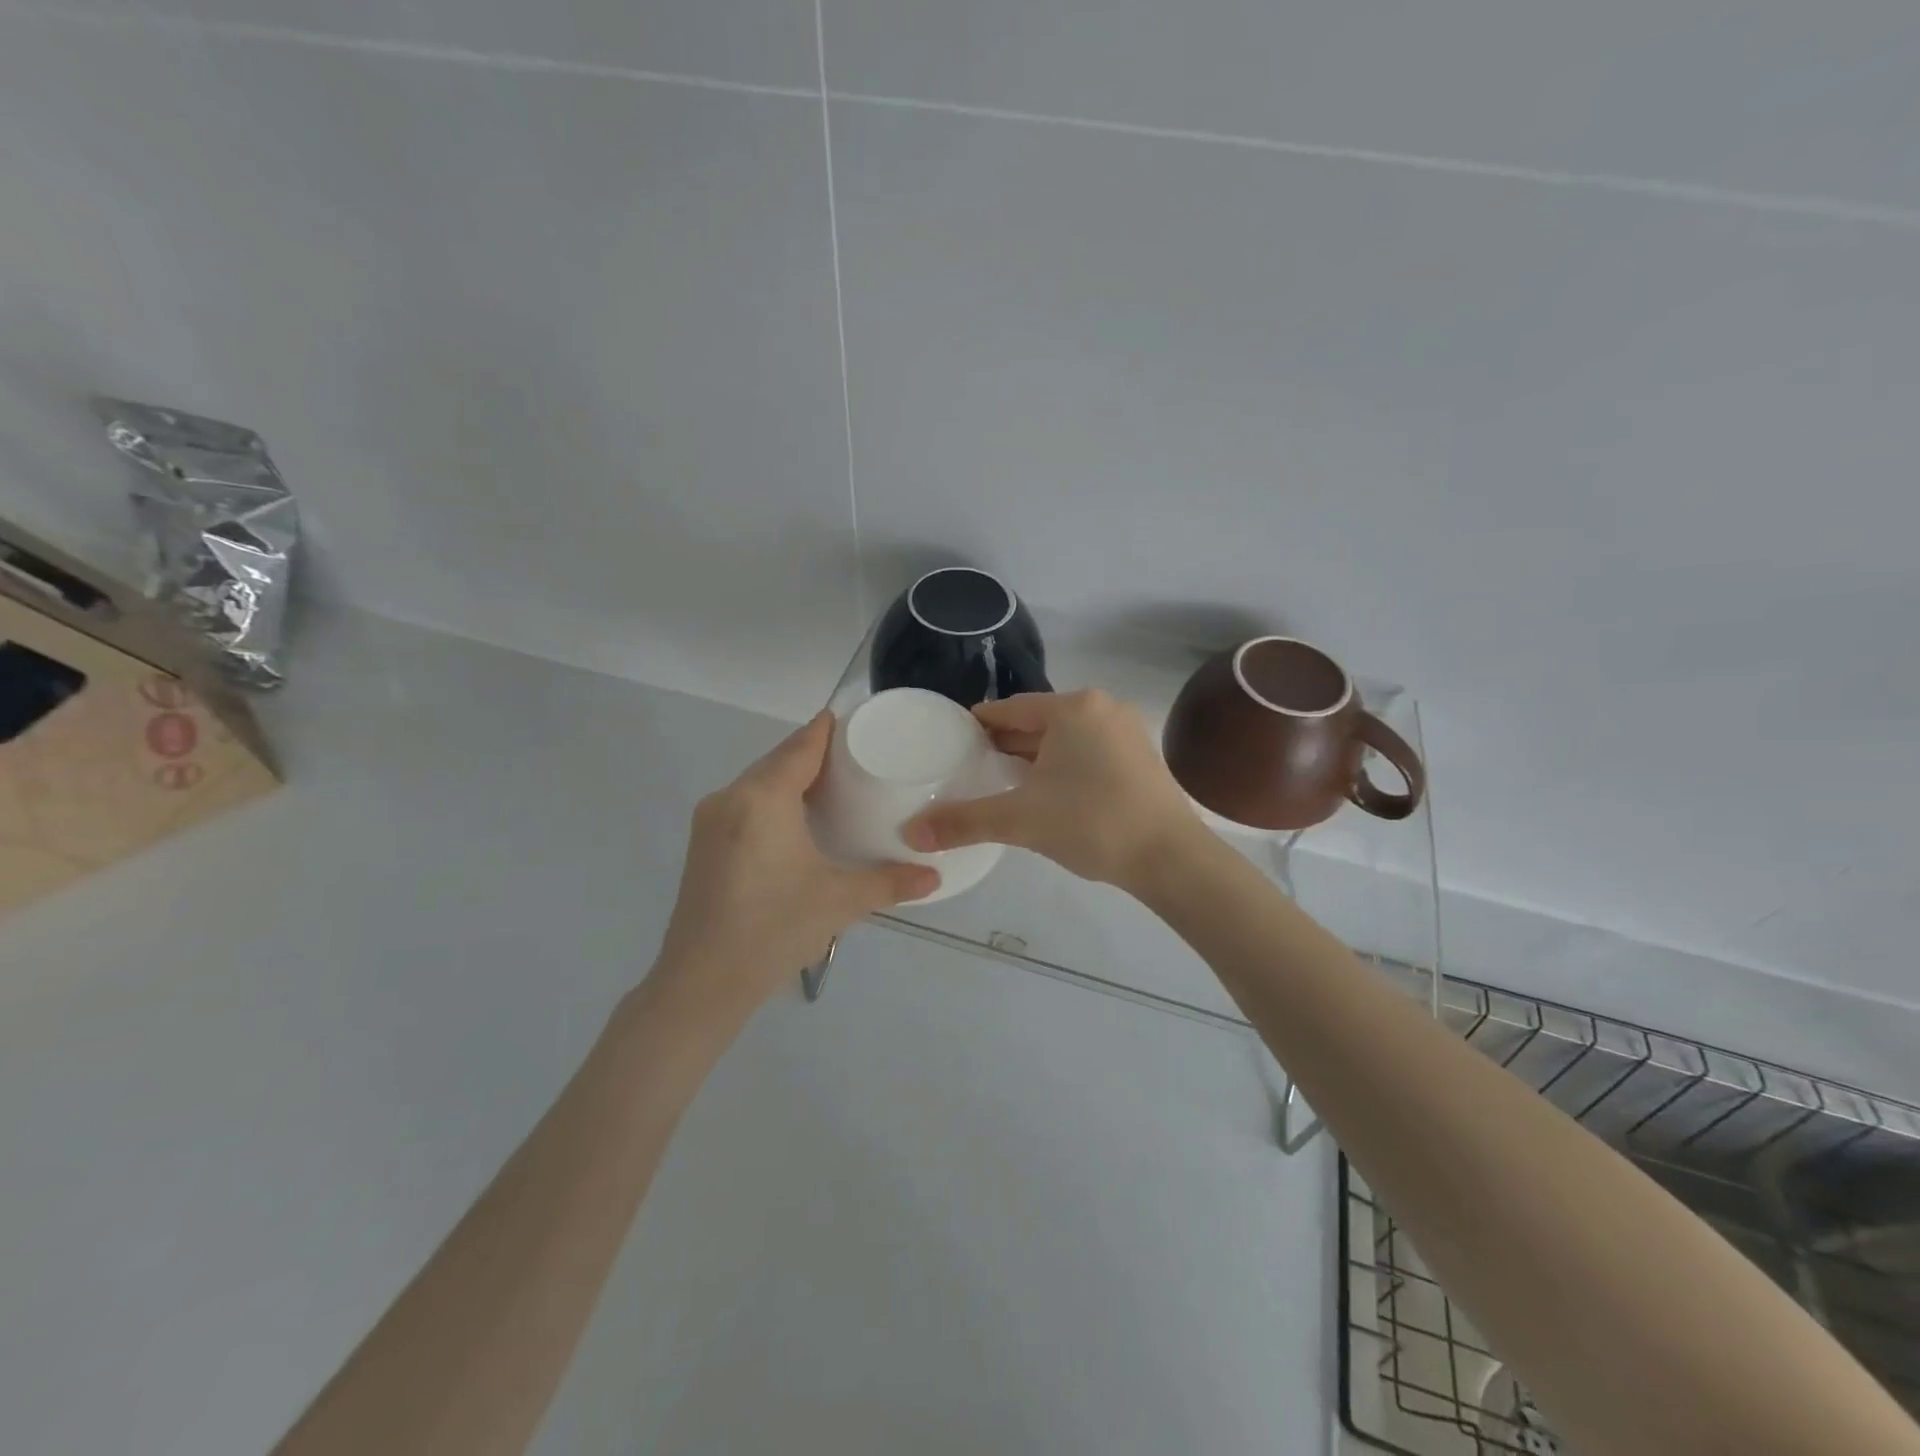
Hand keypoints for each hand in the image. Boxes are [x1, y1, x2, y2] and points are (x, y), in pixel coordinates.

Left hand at [652, 713, 937, 1018]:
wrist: (702, 982)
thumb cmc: (775, 929)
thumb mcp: (841, 901)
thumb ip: (890, 882)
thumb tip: (934, 876)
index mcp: (762, 798)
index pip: (800, 746)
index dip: (826, 729)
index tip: (852, 719)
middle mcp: (730, 798)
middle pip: (776, 760)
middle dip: (811, 752)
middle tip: (854, 756)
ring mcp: (710, 821)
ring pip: (756, 782)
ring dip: (789, 776)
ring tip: (830, 784)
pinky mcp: (702, 845)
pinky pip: (743, 803)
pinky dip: (770, 798)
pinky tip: (793, 818)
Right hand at [904, 690, 1203, 892]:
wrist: (1171, 859)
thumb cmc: (1092, 823)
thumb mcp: (1021, 820)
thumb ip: (964, 822)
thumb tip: (910, 833)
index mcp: (1072, 708)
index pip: (1010, 710)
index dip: (978, 725)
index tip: (952, 741)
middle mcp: (1102, 709)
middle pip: (1038, 723)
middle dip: (1005, 744)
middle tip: (969, 767)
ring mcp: (1126, 732)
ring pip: (1064, 739)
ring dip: (1033, 757)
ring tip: (1001, 781)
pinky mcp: (1140, 758)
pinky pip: (1087, 753)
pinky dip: (1061, 767)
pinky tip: (1046, 792)